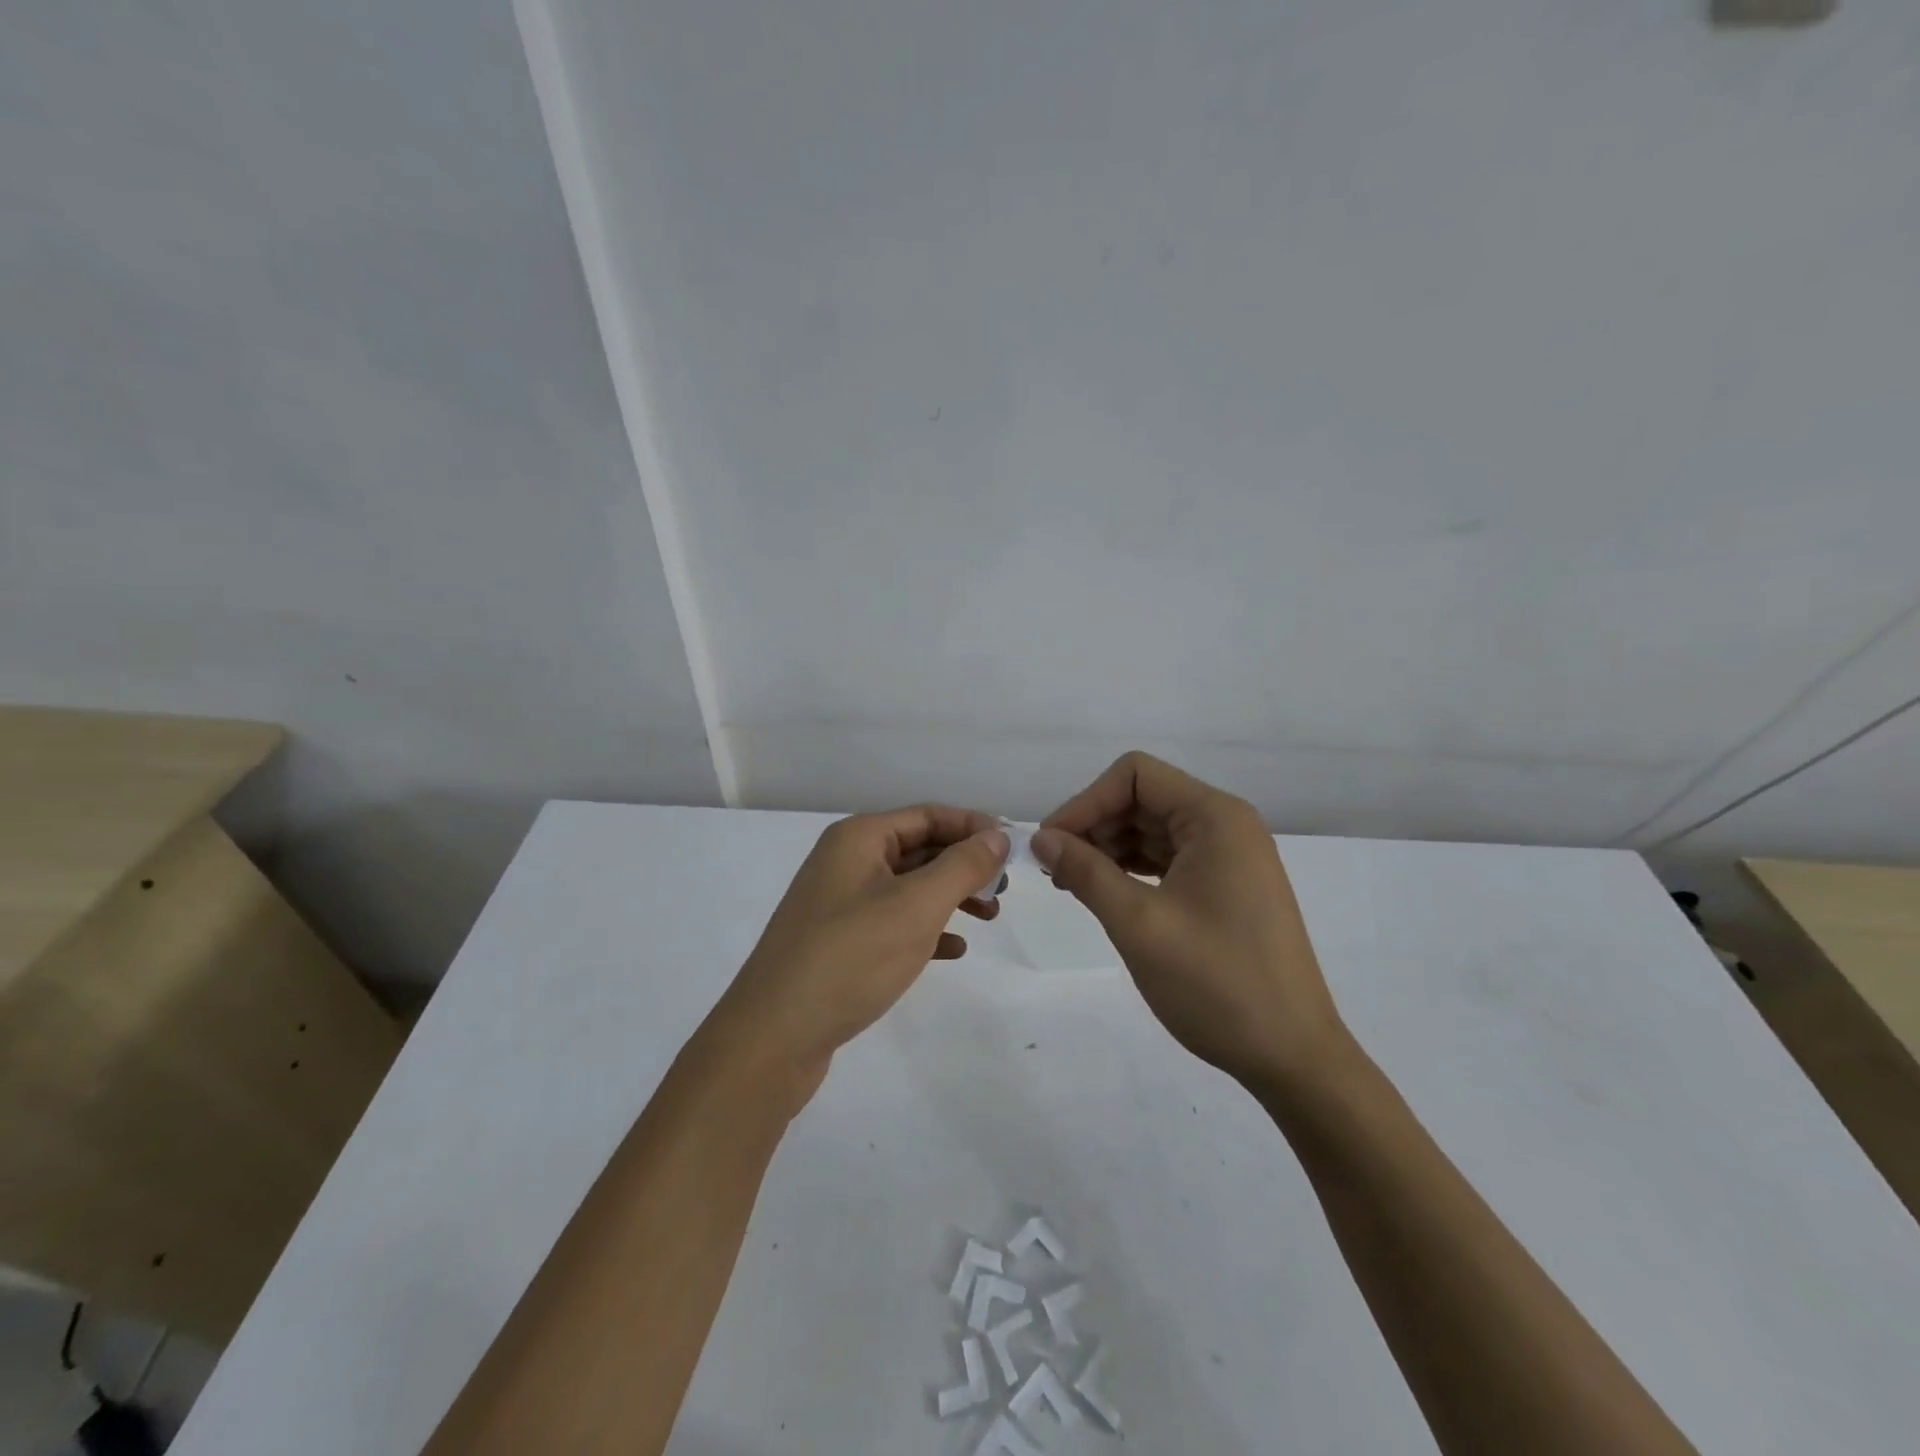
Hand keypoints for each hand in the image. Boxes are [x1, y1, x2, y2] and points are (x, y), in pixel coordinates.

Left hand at [708, 807, 1009, 1104]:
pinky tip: (952, 950)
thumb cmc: (851, 956)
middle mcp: (846, 861)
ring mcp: (839, 903)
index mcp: (859, 838)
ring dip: (949, 897)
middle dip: (964, 865)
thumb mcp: (917, 905)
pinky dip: (925, 929)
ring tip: (988, 919)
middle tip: (1002, 892)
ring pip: (908, 887)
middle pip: (919, 849)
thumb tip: (997, 835)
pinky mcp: (838, 942)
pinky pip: (892, 922)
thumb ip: (962, 866)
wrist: (774, 1035)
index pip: (928, 815)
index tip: (1013, 851)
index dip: (973, 827)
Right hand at [1032, 753, 1348, 1089]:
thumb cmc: (1216, 984)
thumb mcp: (1138, 924)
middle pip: (1142, 798)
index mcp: (1215, 817)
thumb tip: (1041, 837)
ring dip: (1108, 848)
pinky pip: (1168, 858)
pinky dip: (1132, 869)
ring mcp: (1229, 857)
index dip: (1086, 802)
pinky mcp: (1226, 887)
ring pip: (1152, 829)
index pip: (1135, 775)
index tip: (1050, 845)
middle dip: (1094, 826)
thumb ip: (1085, 872)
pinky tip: (1106, 894)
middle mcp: (1226, 825)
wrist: (1291, 1057)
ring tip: (1073, 885)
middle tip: (1055, 870)